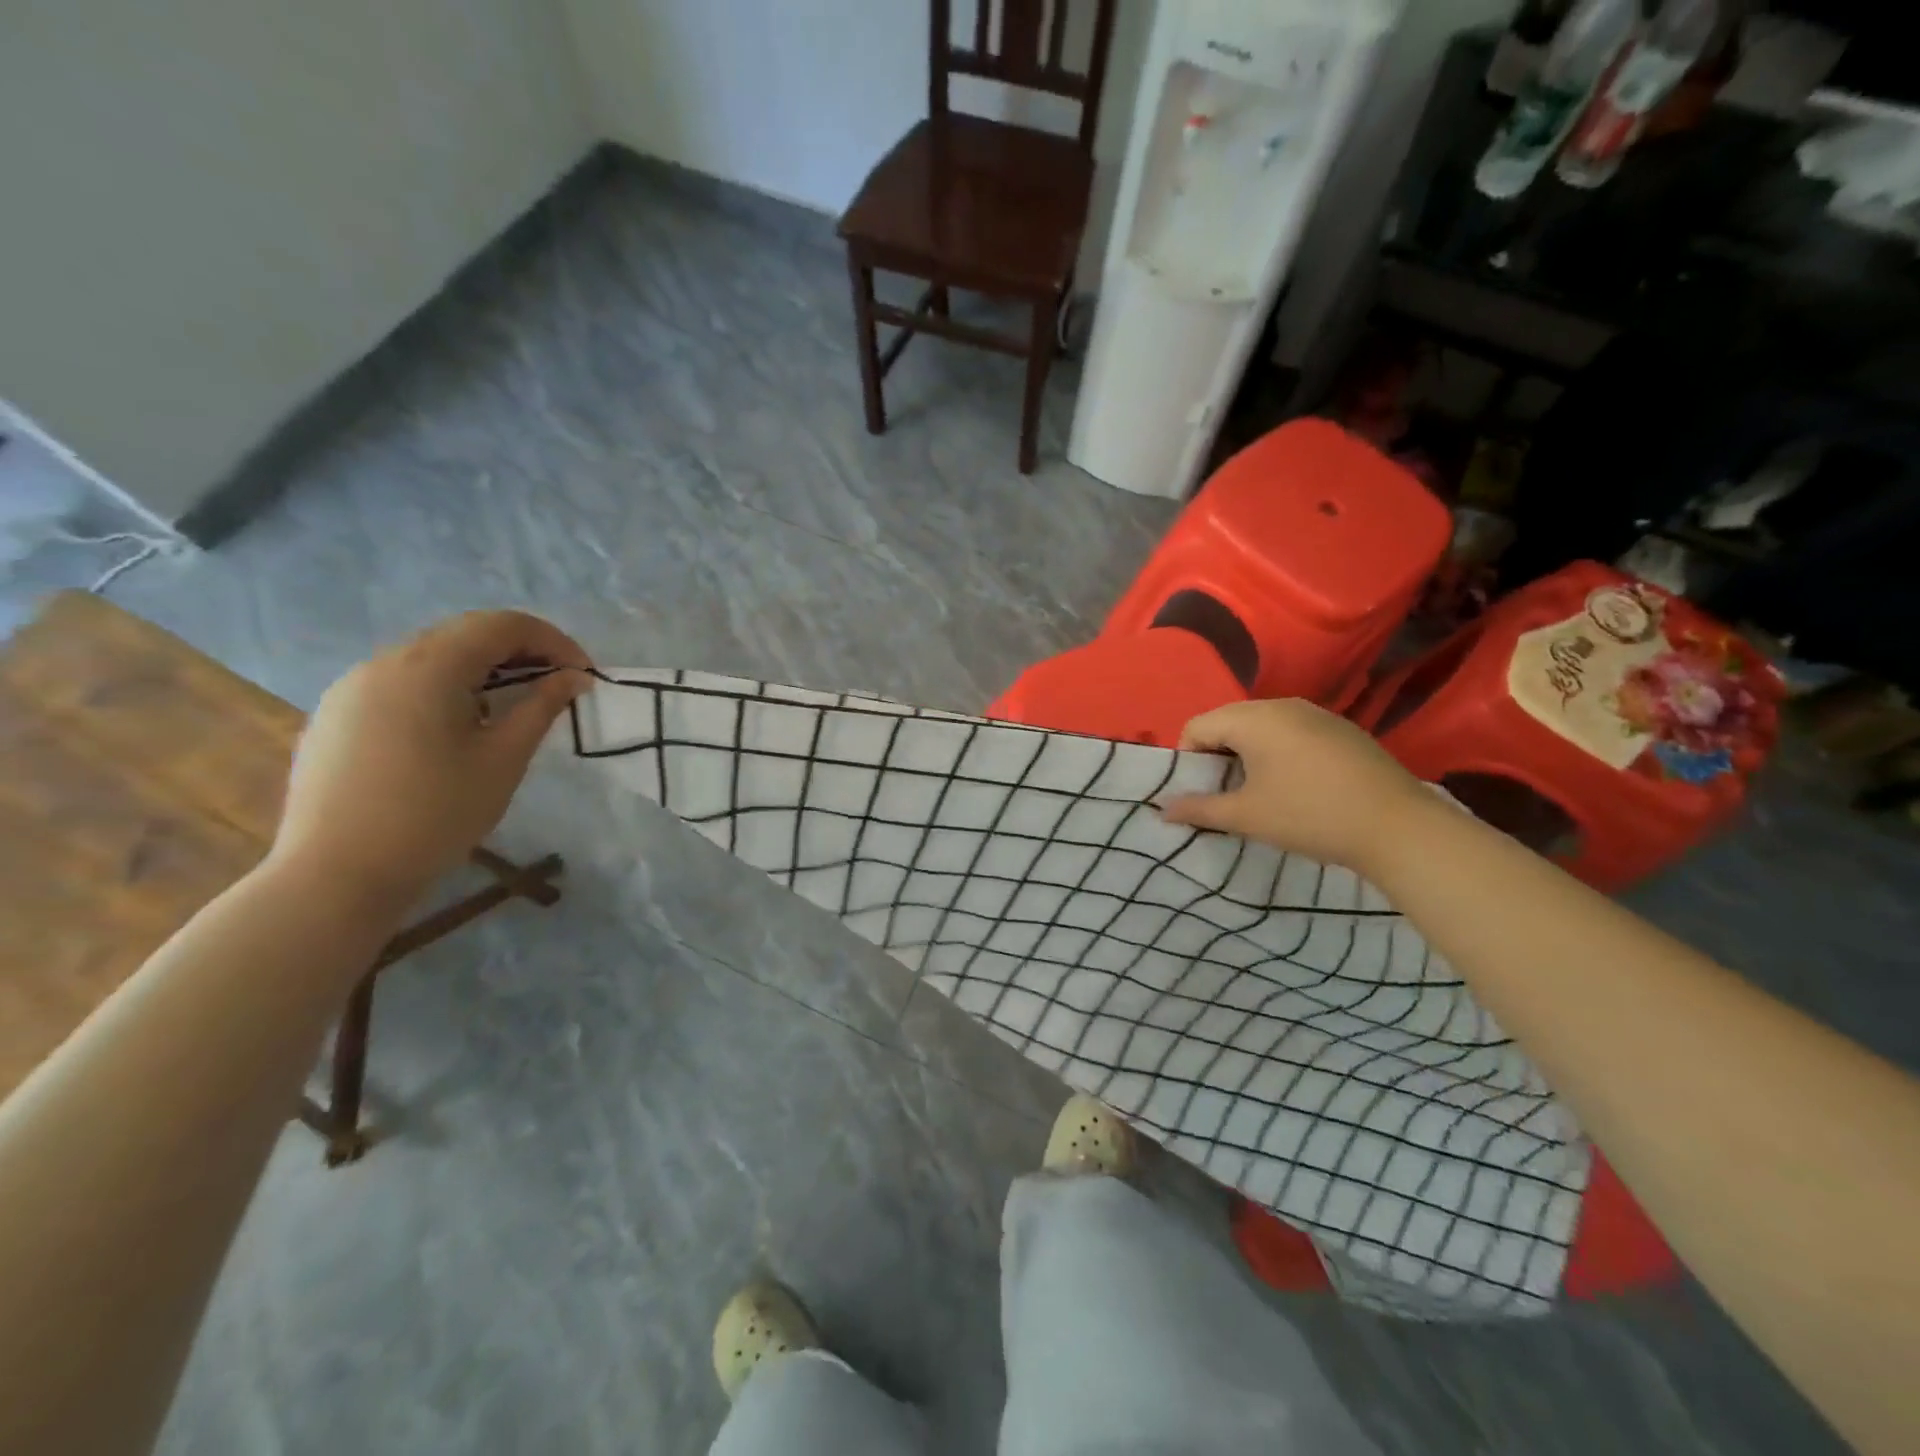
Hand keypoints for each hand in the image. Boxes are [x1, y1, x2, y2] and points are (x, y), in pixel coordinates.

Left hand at [269, 611, 590, 909]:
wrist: (336, 874)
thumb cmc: (436, 814)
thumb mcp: (504, 759)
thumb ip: (542, 707)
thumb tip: (574, 678)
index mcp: (428, 666)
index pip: (503, 625)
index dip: (554, 641)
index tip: (584, 675)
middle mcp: (385, 661)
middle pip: (466, 634)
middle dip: (522, 652)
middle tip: (558, 686)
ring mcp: (352, 686)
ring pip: (433, 656)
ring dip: (484, 668)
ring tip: (515, 705)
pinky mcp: (337, 713)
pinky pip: (403, 681)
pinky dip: (447, 687)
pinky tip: (461, 726)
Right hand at [1160, 699, 1435, 872]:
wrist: (1399, 826)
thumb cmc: (1310, 816)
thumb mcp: (1247, 816)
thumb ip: (1200, 809)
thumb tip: (1163, 809)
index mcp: (1253, 719)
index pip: (1197, 726)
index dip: (1187, 760)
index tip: (1199, 793)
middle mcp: (1282, 705)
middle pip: (1228, 721)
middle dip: (1217, 755)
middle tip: (1225, 794)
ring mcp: (1316, 714)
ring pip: (1261, 726)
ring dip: (1247, 754)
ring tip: (1259, 792)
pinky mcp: (1341, 729)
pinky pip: (1292, 732)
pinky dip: (1279, 752)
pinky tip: (1297, 785)